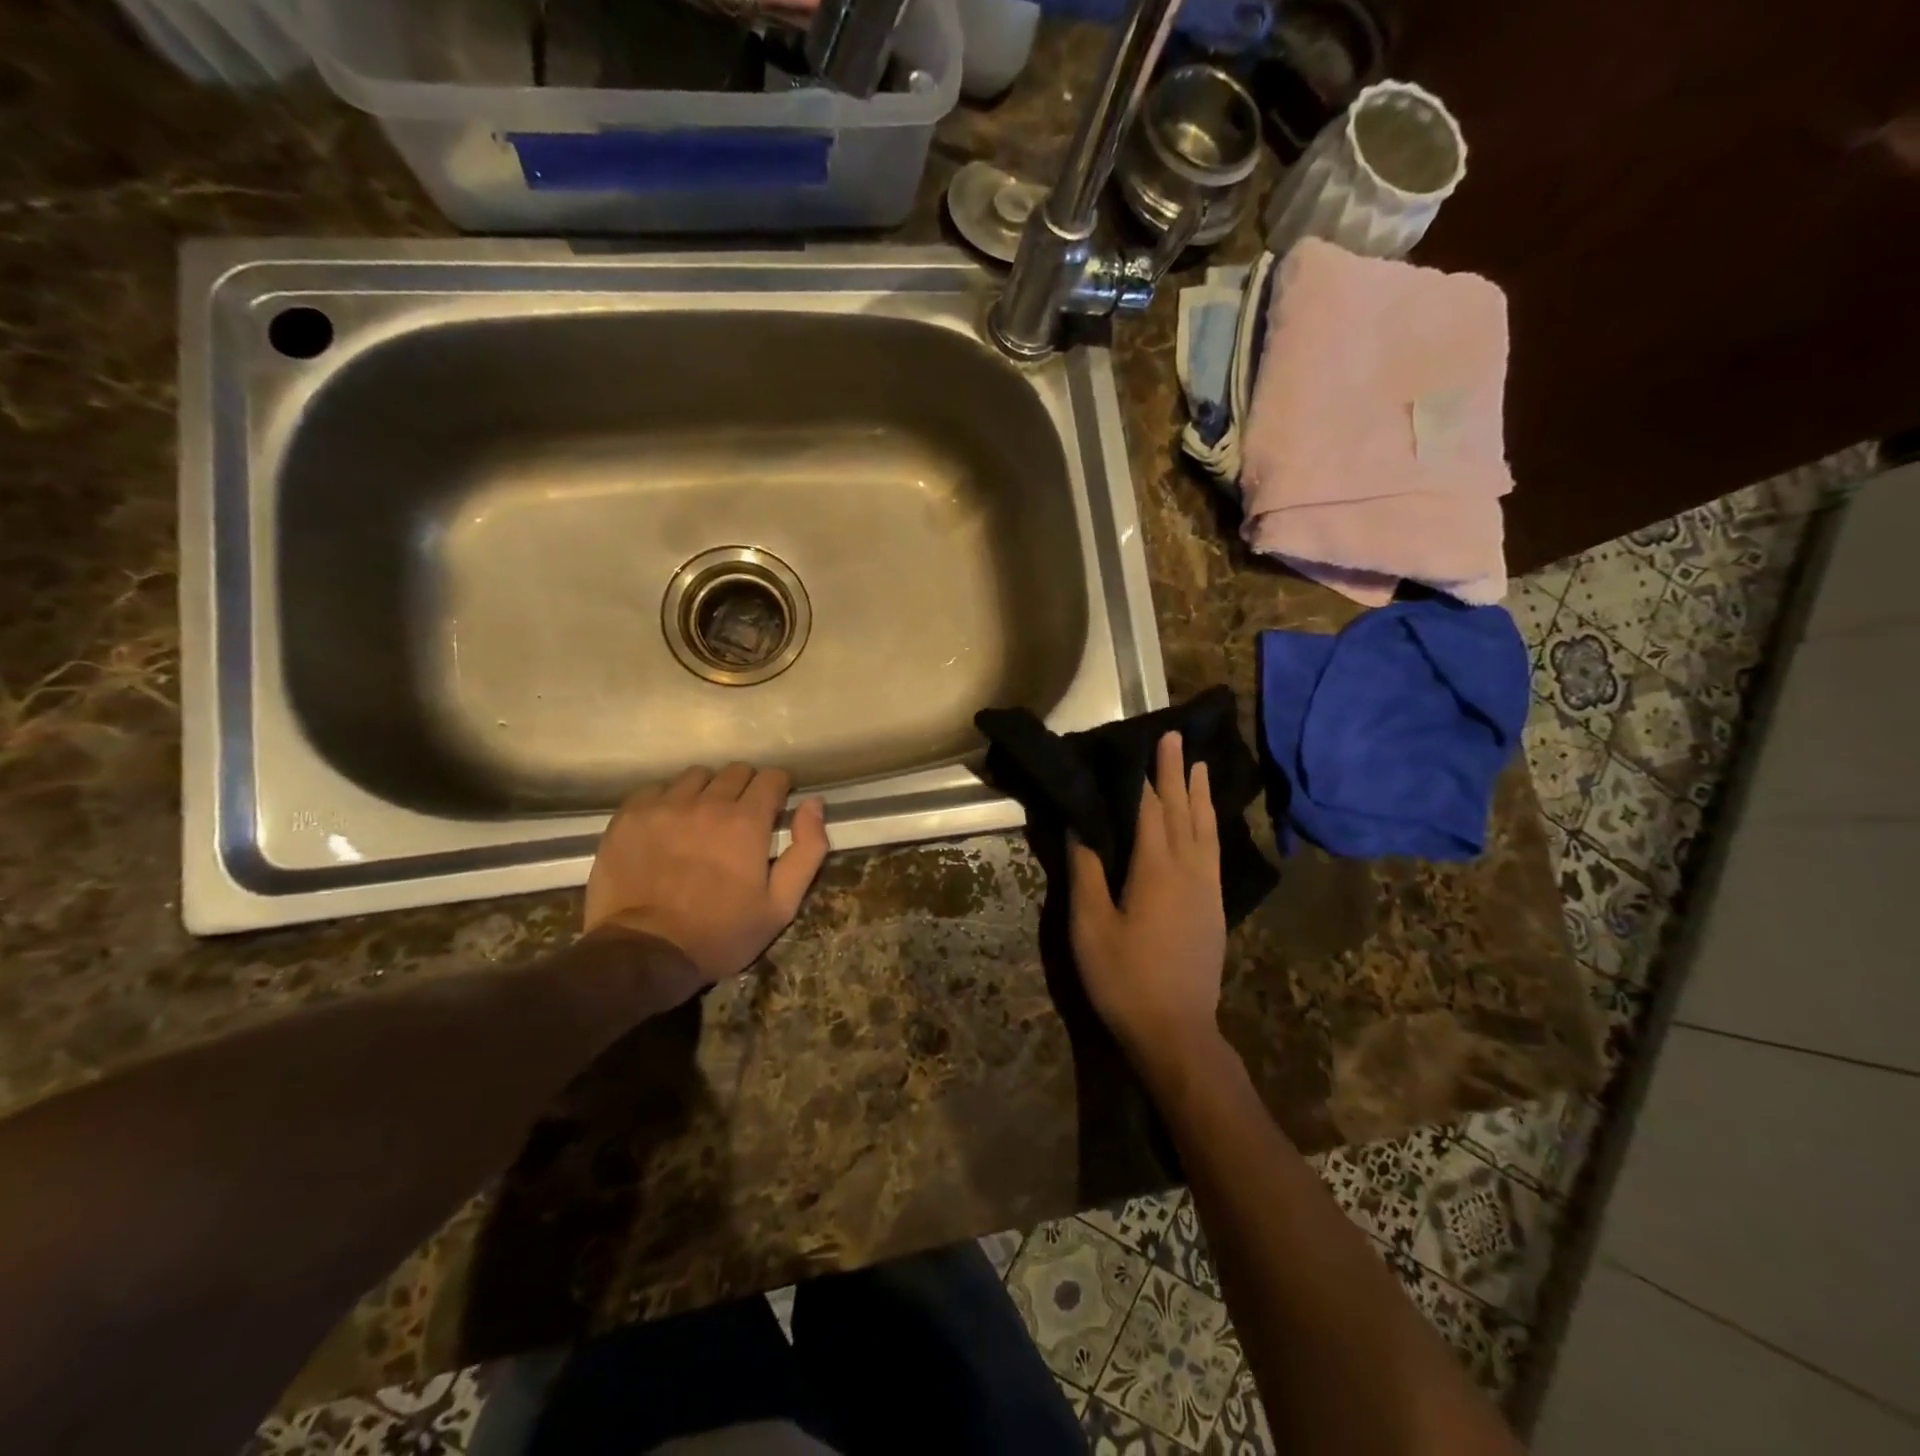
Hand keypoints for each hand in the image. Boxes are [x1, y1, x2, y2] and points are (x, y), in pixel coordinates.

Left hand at [584, 763, 830, 984]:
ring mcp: (664, 806)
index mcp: (746, 821)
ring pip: (696, 776)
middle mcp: (707, 803)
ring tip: (702, 820)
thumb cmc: (720, 933)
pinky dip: (669, 800)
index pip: (771, 777)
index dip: (779, 789)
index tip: (775, 808)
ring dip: (707, 791)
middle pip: (735, 771)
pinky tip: (668, 826)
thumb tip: (814, 803)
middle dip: (746, 789)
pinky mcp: (630, 816)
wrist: (644, 953)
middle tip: (740, 820)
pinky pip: (657, 789)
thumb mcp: (781, 905)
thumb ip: (807, 850)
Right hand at [1067, 732, 1226, 1069]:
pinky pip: (1215, 851)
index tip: (1143, 742)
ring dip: (1201, 795)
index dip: (1145, 776)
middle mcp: (1188, 870)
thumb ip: (1087, 872)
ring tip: (1200, 766)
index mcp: (1155, 870)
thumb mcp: (1091, 927)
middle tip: (1175, 737)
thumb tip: (1081, 826)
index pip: (1150, 810)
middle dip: (1176, 773)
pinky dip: (1211, 825)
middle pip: (1182, 811)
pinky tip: (1208, 823)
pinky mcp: (1215, 907)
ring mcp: (1207, 889)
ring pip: (1206, 829)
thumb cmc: (1124, 979)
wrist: (1176, 1031)